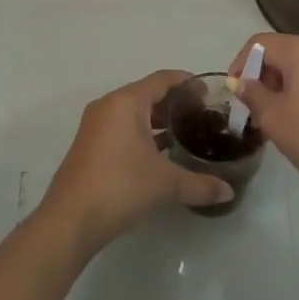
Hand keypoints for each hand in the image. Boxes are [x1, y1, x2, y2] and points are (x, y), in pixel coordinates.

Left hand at [38, 70, 234, 254]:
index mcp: (126, 102)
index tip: (209, 94)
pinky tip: (162, 154)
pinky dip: (143, 134)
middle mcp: (108, 107)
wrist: (70, 220)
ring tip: (187, 135)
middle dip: (175, 104)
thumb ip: (200, 184)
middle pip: (147, 94)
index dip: (187, 82)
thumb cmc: (120, 187)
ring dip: (158, 121)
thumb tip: (228, 191)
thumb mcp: (166, 183)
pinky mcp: (90, 146)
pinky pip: (122, 129)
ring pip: (134, 113)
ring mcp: (95, 126)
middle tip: (202, 117)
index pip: (162, 79)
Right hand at [229, 34, 298, 213]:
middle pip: (282, 51)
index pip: (260, 44)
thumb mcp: (275, 118)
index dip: (240, 64)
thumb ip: (253, 94)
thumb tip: (242, 82)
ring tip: (276, 118)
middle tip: (254, 109)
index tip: (234, 93)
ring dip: (282, 85)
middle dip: (262, 76)